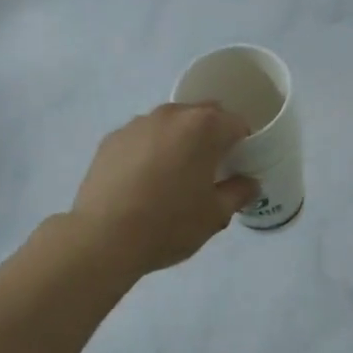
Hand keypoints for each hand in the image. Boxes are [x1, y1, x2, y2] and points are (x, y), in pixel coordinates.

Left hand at [71, 103, 259, 275]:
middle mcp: (171, 115)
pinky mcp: (111, 139)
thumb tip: (249, 183)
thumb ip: (239, 193)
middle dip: (211, 136)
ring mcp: (138, 124)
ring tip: (172, 176)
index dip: (243, 145)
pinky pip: (142, 137)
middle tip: (209, 170)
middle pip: (203, 115)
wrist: (103, 238)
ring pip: (170, 124)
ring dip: (179, 140)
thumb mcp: (215, 216)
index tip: (237, 167)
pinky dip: (150, 150)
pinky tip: (143, 181)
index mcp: (204, 127)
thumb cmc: (168, 224)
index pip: (237, 124)